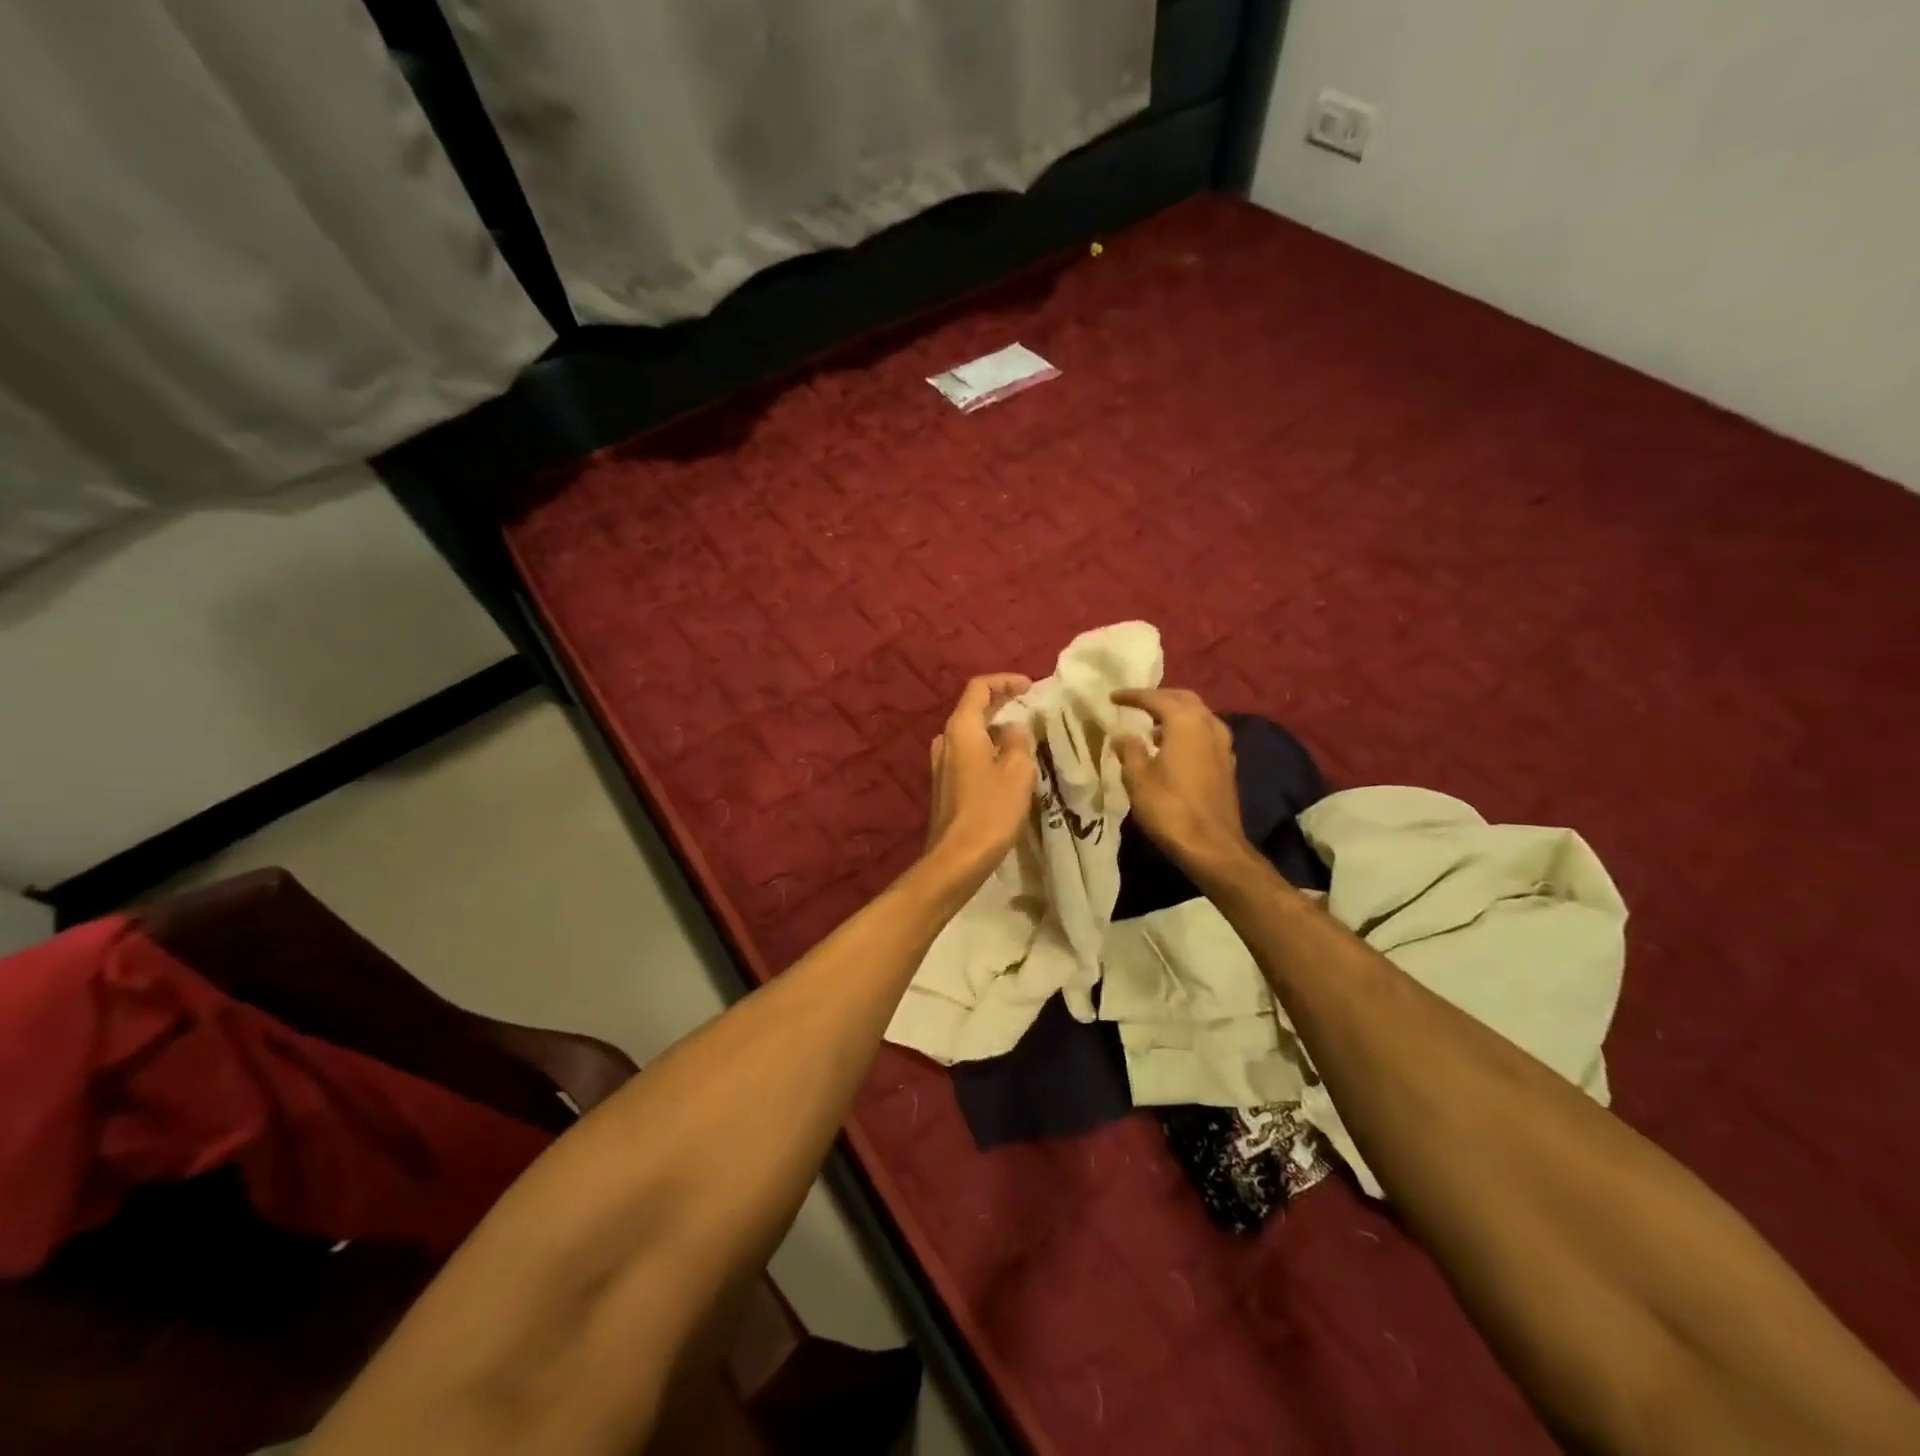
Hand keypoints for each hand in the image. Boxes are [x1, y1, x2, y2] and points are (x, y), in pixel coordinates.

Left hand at [925, 674, 1036, 885]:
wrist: (957, 857)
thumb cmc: (991, 810)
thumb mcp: (1017, 771)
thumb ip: (1018, 740)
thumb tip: (1014, 727)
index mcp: (961, 728)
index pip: (979, 688)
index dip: (1005, 681)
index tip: (1030, 686)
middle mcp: (946, 740)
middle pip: (973, 708)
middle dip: (1002, 702)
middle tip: (1030, 705)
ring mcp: (941, 763)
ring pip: (970, 732)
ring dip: (995, 727)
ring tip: (1023, 733)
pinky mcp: (945, 783)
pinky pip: (968, 752)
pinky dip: (988, 747)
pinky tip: (1007, 762)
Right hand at [1110, 687, 1249, 875]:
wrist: (1212, 845)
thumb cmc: (1170, 808)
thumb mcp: (1138, 778)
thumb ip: (1129, 750)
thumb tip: (1123, 735)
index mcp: (1185, 723)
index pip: (1156, 698)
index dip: (1133, 695)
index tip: (1113, 697)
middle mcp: (1208, 725)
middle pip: (1184, 699)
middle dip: (1159, 698)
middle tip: (1136, 704)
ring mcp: (1222, 745)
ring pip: (1198, 716)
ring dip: (1176, 715)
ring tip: (1152, 728)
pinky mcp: (1227, 764)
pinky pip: (1205, 734)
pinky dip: (1188, 732)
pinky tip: (1173, 749)